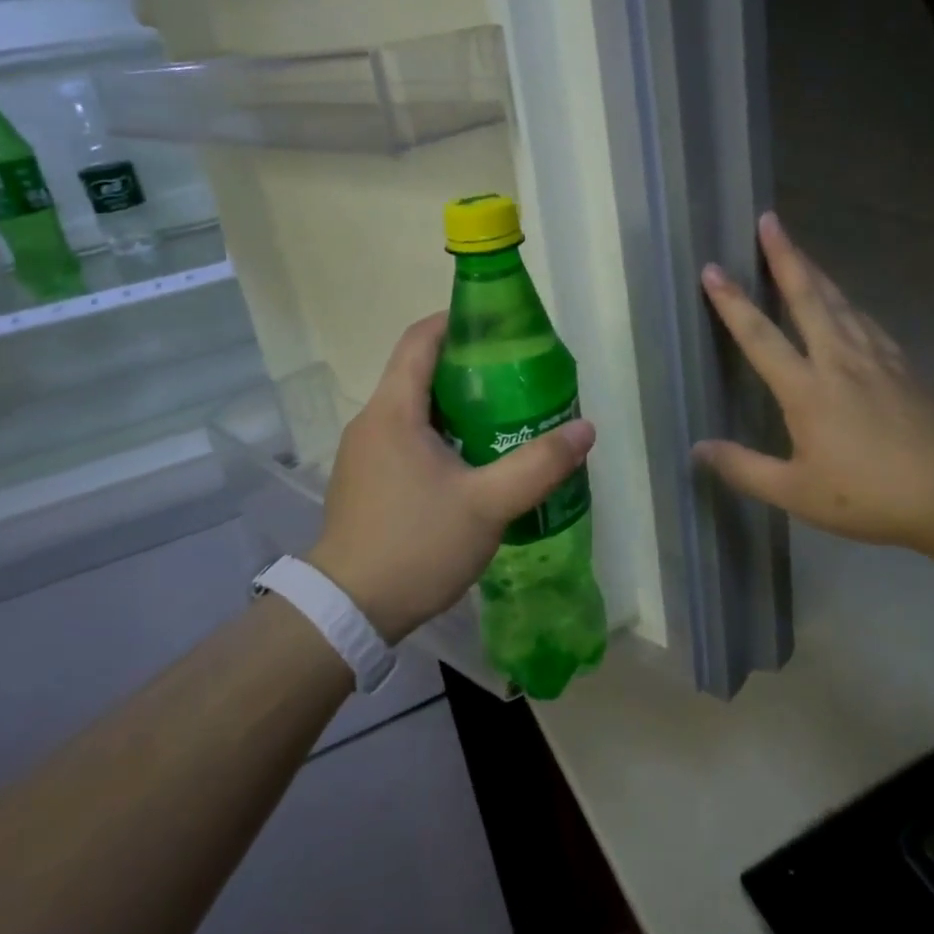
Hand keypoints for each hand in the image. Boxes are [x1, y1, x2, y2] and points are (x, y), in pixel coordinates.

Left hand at [309, 313, 595, 643]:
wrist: (347, 613)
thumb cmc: (415, 545)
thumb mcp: (488, 505)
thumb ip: (539, 465)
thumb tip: (585, 429)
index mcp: (394, 410)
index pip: (420, 339)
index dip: (457, 320)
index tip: (499, 324)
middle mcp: (372, 422)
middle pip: (420, 371)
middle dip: (469, 367)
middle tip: (517, 377)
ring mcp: (365, 453)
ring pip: (415, 409)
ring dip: (457, 405)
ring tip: (505, 417)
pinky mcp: (366, 481)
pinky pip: (407, 438)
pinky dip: (441, 434)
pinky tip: (473, 461)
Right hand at [693, 211, 933, 551]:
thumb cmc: (870, 494)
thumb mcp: (797, 493)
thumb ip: (745, 469)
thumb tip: (698, 449)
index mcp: (807, 388)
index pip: (760, 336)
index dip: (732, 302)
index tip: (712, 269)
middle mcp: (839, 359)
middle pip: (807, 296)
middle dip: (785, 256)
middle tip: (769, 220)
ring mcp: (877, 357)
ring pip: (840, 301)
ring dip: (814, 271)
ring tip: (798, 250)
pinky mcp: (904, 365)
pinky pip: (866, 321)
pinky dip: (848, 302)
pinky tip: (848, 303)